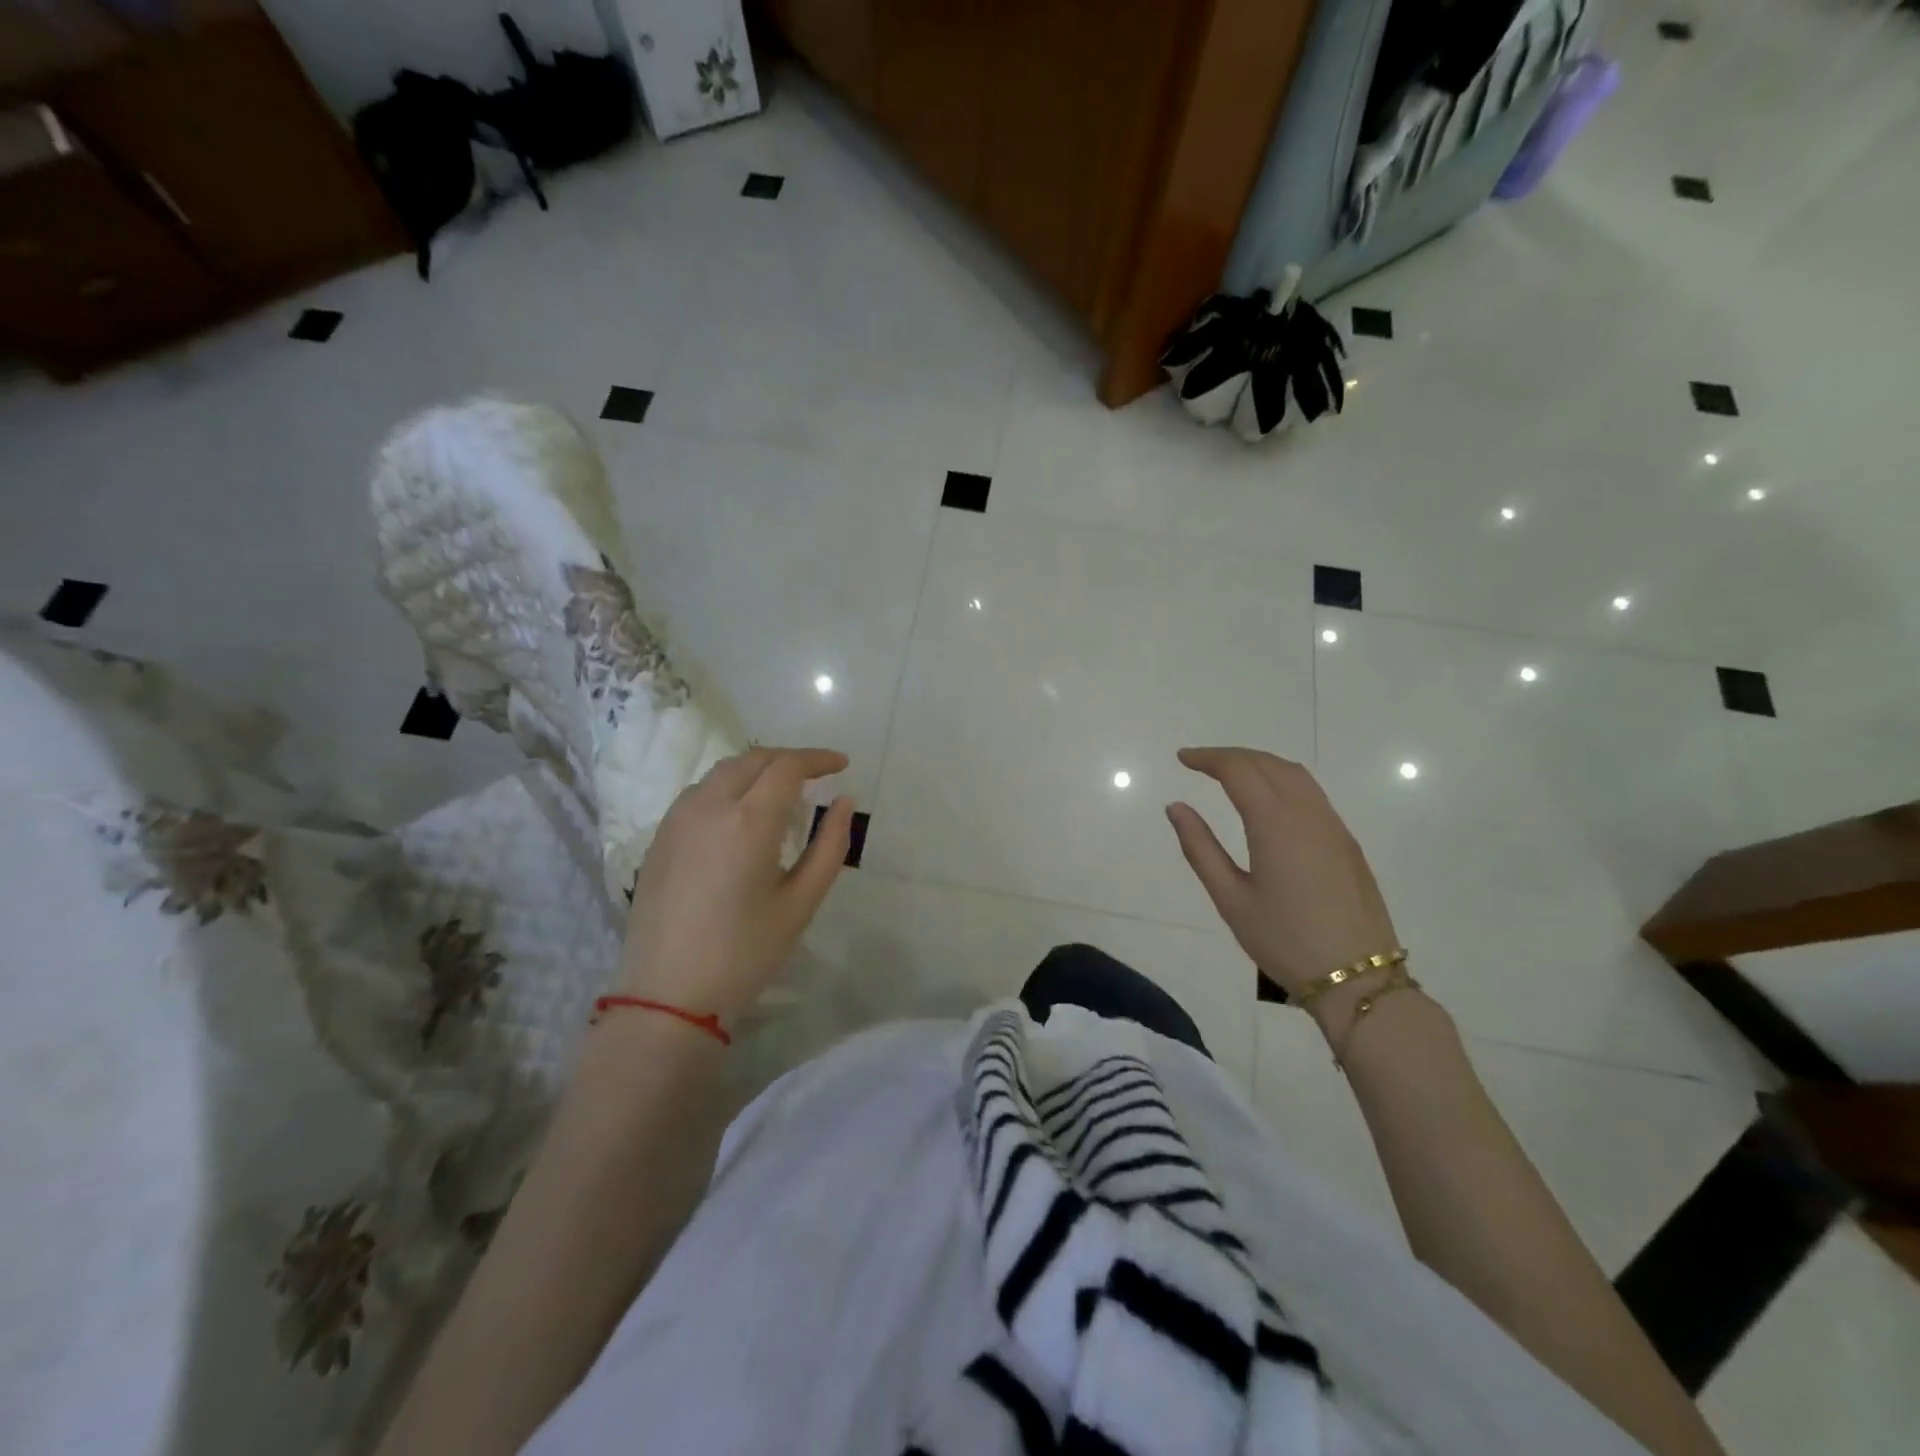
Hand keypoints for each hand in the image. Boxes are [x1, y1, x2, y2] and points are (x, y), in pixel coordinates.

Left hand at [618, 747, 854, 1019]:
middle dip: (789, 759)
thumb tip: (844, 802)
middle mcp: (709, 806)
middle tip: (817, 775)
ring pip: (723, 772)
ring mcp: (677, 819)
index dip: (818, 759)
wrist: (667, 997)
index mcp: (749, 821)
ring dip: (757, 769)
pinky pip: (700, 792)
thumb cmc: (745, 953)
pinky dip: (729, 787)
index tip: (842, 764)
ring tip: (782, 791)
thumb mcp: (801, 903)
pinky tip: (742, 814)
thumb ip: (830, 846)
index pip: (787, 766)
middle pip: (753, 759)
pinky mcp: (659, 837)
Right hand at [1166, 747, 1398, 1001]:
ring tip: (1229, 773)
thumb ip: (1200, 848)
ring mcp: (1333, 825)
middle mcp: (1308, 814)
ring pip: (1294, 773)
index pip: (1239, 770)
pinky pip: (1311, 792)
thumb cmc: (1284, 941)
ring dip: (1259, 763)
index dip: (1208, 758)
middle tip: (1199, 762)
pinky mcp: (1346, 841)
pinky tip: (1267, 798)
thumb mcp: (1231, 899)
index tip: (1182, 758)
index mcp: (1275, 824)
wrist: (1357, 979)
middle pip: (1267, 763)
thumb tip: (1176, 807)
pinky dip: (1282, 779)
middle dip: (1231, 756)